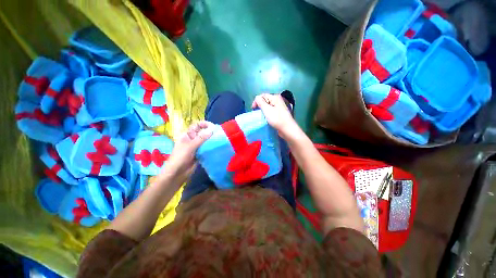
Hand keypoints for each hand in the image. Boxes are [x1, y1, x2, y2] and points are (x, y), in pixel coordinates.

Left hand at [161, 121, 213, 181]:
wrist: (177, 174)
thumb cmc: (180, 158)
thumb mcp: (190, 146)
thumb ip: (201, 138)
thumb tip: (211, 129)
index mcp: (188, 135)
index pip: (197, 125)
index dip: (204, 124)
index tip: (213, 127)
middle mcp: (193, 139)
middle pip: (203, 133)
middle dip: (210, 132)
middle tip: (219, 134)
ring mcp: (197, 147)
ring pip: (206, 141)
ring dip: (212, 140)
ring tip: (220, 140)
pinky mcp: (201, 154)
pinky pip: (207, 148)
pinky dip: (212, 147)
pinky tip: (217, 147)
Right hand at [251, 93, 297, 138]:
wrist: (287, 129)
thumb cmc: (277, 119)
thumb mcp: (267, 109)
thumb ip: (260, 102)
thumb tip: (257, 98)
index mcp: (275, 97)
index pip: (262, 95)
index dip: (257, 101)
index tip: (253, 109)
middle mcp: (278, 100)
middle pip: (265, 100)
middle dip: (260, 106)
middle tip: (257, 113)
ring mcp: (279, 107)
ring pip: (268, 106)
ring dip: (263, 110)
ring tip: (261, 116)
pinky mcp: (279, 113)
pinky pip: (271, 111)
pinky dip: (267, 113)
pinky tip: (266, 118)